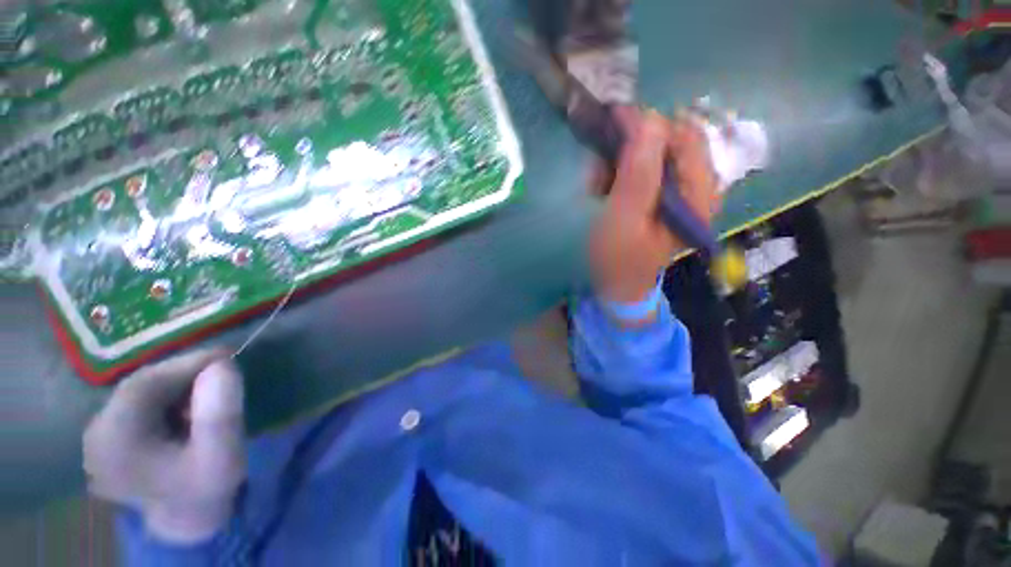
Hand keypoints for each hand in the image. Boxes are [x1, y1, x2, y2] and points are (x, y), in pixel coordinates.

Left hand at [83, 349, 245, 543]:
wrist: (185, 523)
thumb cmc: (204, 491)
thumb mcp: (222, 458)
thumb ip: (221, 415)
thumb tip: (223, 365)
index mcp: (113, 442)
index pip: (144, 385)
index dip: (186, 364)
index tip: (227, 356)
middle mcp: (96, 435)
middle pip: (140, 387)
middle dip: (184, 375)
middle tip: (223, 372)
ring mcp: (99, 438)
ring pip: (140, 394)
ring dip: (177, 386)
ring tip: (209, 392)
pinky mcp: (109, 439)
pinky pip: (138, 405)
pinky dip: (167, 399)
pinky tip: (187, 409)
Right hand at [589, 108, 720, 304]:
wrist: (618, 285)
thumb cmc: (618, 259)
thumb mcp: (623, 220)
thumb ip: (638, 174)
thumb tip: (648, 120)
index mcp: (698, 194)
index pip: (685, 137)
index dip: (650, 125)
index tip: (613, 122)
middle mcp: (697, 187)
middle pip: (671, 141)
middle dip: (632, 146)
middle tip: (601, 166)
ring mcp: (680, 191)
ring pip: (654, 152)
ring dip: (622, 160)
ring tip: (598, 184)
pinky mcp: (662, 195)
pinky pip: (644, 168)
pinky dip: (620, 171)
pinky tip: (604, 188)